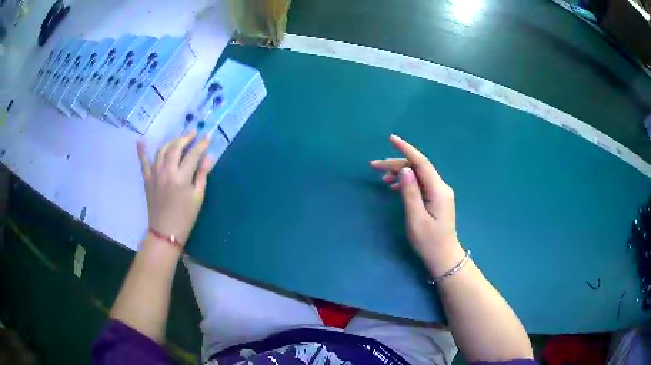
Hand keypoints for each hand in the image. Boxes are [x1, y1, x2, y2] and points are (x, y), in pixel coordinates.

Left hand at [137, 130, 216, 245]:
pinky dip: (141, 151)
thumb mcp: (197, 198)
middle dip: (186, 137)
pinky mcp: (147, 179)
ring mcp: (155, 174)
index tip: (208, 136)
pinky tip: (140, 141)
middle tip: (193, 133)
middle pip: (176, 147)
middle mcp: (167, 172)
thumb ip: (202, 175)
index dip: (201, 144)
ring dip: (171, 141)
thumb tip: (209, 157)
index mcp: (181, 178)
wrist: (165, 233)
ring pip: (162, 150)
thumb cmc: (185, 218)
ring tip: (178, 139)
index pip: (193, 155)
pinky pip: (143, 162)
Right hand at [371, 135, 463, 275]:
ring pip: (418, 174)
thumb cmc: (429, 242)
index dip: (406, 149)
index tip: (391, 139)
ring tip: (382, 179)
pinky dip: (406, 182)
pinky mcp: (436, 198)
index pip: (421, 163)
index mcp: (438, 190)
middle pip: (418, 167)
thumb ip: (410, 193)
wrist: (444, 257)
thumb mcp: (416, 219)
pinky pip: (420, 183)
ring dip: (400, 173)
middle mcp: (441, 187)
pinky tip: (394, 187)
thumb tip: (404, 170)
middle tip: (374, 167)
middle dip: (396, 163)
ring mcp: (439, 192)